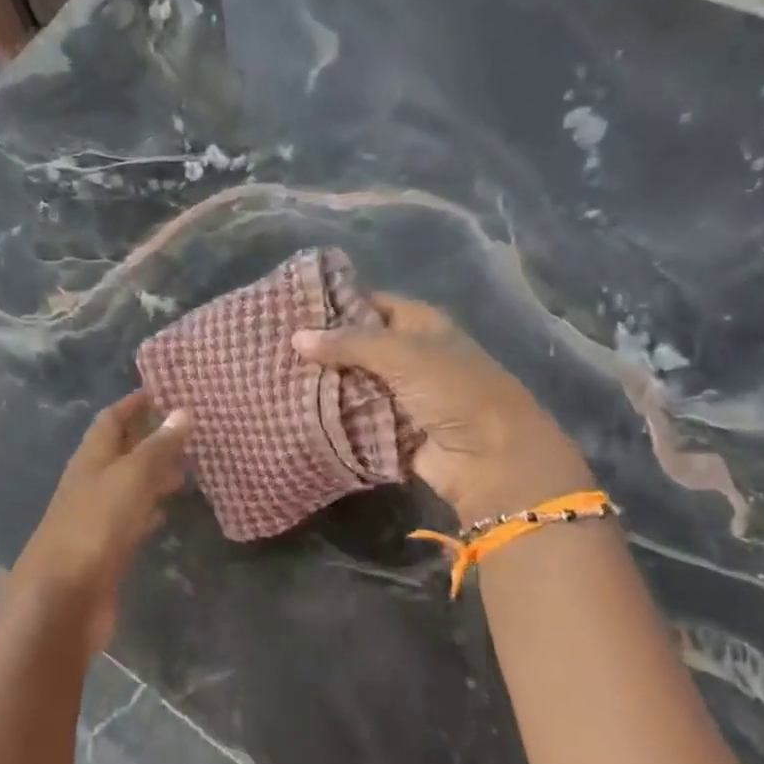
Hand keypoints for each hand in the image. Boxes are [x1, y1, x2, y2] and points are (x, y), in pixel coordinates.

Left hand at [6, 391, 193, 656]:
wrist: (63, 601)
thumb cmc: (94, 528)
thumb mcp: (130, 479)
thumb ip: (157, 447)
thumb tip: (182, 411)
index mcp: (90, 459)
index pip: (111, 420)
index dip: (133, 404)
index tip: (162, 391)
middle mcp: (91, 483)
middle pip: (120, 451)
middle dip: (148, 437)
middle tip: (185, 429)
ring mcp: (97, 518)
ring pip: (128, 486)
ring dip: (152, 473)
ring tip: (186, 465)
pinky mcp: (106, 550)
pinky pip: (131, 520)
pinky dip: (149, 509)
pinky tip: (167, 511)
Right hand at [293, 294, 593, 523]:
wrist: (492, 460)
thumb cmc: (454, 391)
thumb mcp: (402, 355)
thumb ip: (348, 343)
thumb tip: (296, 336)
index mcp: (419, 324)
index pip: (368, 303)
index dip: (333, 303)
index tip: (289, 306)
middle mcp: (408, 354)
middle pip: (355, 344)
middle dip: (320, 346)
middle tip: (271, 342)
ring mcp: (399, 393)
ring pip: (350, 381)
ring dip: (321, 382)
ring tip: (271, 373)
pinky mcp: (390, 428)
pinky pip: (353, 416)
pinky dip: (330, 414)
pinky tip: (292, 407)